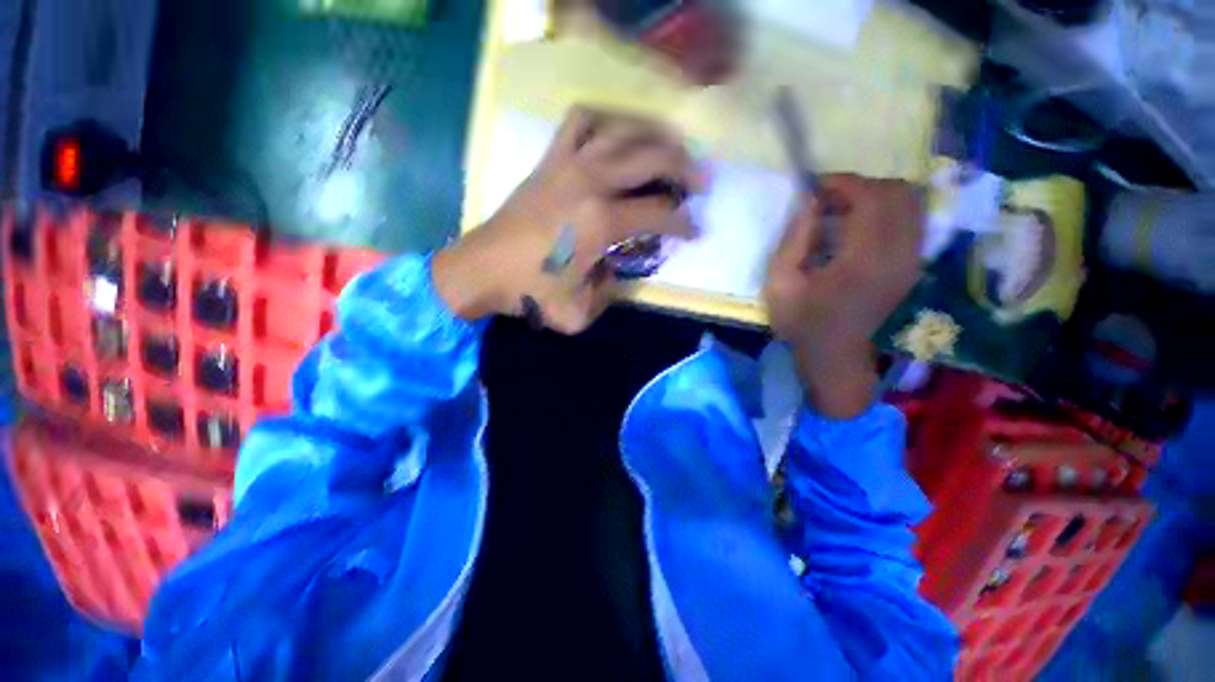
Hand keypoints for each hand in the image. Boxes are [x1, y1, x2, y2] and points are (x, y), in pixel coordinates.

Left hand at [433, 107, 700, 333]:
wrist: (482, 269)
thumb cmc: (529, 293)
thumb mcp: (579, 314)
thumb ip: (609, 294)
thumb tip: (617, 269)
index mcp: (601, 222)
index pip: (659, 213)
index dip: (684, 223)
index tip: (696, 230)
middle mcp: (590, 182)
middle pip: (652, 158)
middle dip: (685, 168)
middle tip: (700, 181)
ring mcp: (569, 164)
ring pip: (623, 130)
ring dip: (654, 137)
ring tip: (669, 151)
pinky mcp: (550, 160)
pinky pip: (581, 121)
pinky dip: (606, 120)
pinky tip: (617, 136)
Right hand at [764, 175, 922, 418]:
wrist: (835, 355)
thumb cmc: (801, 322)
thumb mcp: (780, 284)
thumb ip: (794, 240)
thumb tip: (810, 200)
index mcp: (863, 260)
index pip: (870, 197)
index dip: (843, 182)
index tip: (815, 188)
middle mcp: (898, 254)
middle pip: (898, 192)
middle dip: (860, 186)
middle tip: (827, 200)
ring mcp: (911, 260)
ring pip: (909, 202)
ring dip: (874, 196)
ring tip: (841, 211)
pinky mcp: (912, 264)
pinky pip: (911, 219)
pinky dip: (886, 211)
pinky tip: (858, 227)